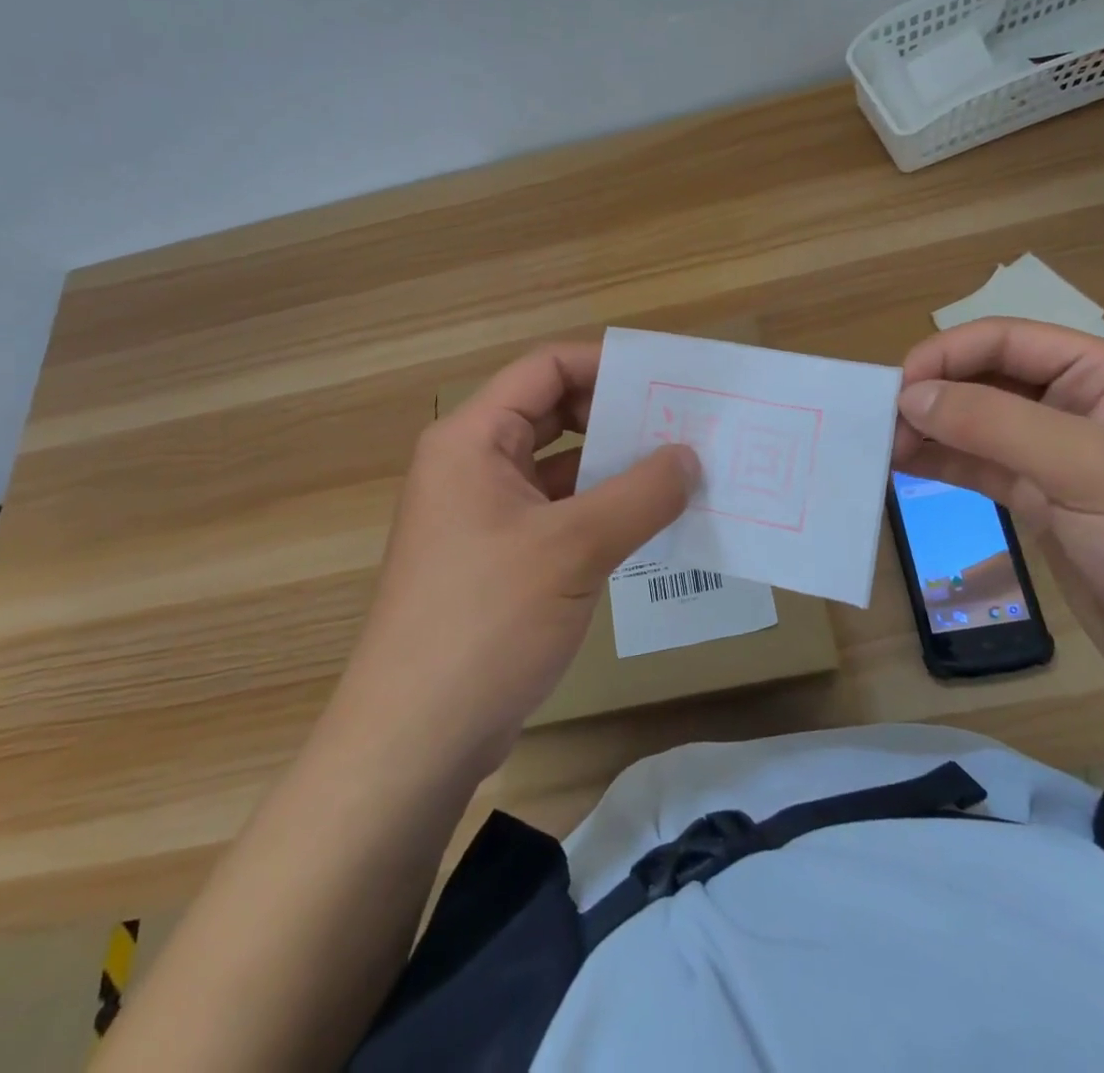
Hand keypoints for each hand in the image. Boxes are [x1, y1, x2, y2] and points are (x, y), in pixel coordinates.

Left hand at [340, 342, 697, 773]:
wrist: (414, 739)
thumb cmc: (486, 621)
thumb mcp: (574, 548)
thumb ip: (640, 495)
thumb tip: (689, 457)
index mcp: (472, 439)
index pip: (545, 369)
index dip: (605, 364)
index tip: (665, 381)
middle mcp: (472, 465)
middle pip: (552, 414)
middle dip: (617, 418)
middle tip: (683, 428)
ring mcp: (483, 515)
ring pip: (558, 469)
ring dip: (613, 469)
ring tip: (681, 473)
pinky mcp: (497, 560)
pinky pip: (556, 514)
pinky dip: (599, 512)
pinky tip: (649, 525)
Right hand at [893, 319, 1103, 722]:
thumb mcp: (1089, 471)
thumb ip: (996, 425)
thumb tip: (910, 396)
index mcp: (1103, 377)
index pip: (1007, 340)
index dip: (946, 355)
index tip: (897, 390)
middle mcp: (1074, 406)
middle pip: (983, 377)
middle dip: (931, 393)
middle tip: (880, 425)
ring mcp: (1053, 456)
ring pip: (973, 423)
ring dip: (927, 428)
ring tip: (880, 448)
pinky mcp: (1036, 501)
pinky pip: (976, 466)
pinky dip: (938, 461)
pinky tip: (900, 467)